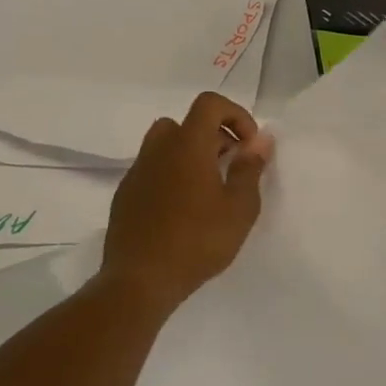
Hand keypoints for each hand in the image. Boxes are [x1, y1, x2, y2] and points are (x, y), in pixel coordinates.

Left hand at [99, 91, 272, 317]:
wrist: (139, 282)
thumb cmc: (198, 241)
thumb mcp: (239, 208)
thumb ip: (250, 168)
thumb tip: (261, 140)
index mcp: (188, 145)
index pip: (209, 104)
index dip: (235, 115)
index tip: (248, 145)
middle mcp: (158, 150)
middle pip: (186, 123)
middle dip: (215, 136)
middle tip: (232, 166)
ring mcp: (137, 172)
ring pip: (165, 145)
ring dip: (190, 154)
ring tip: (208, 186)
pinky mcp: (125, 196)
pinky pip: (152, 170)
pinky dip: (171, 175)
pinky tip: (182, 209)